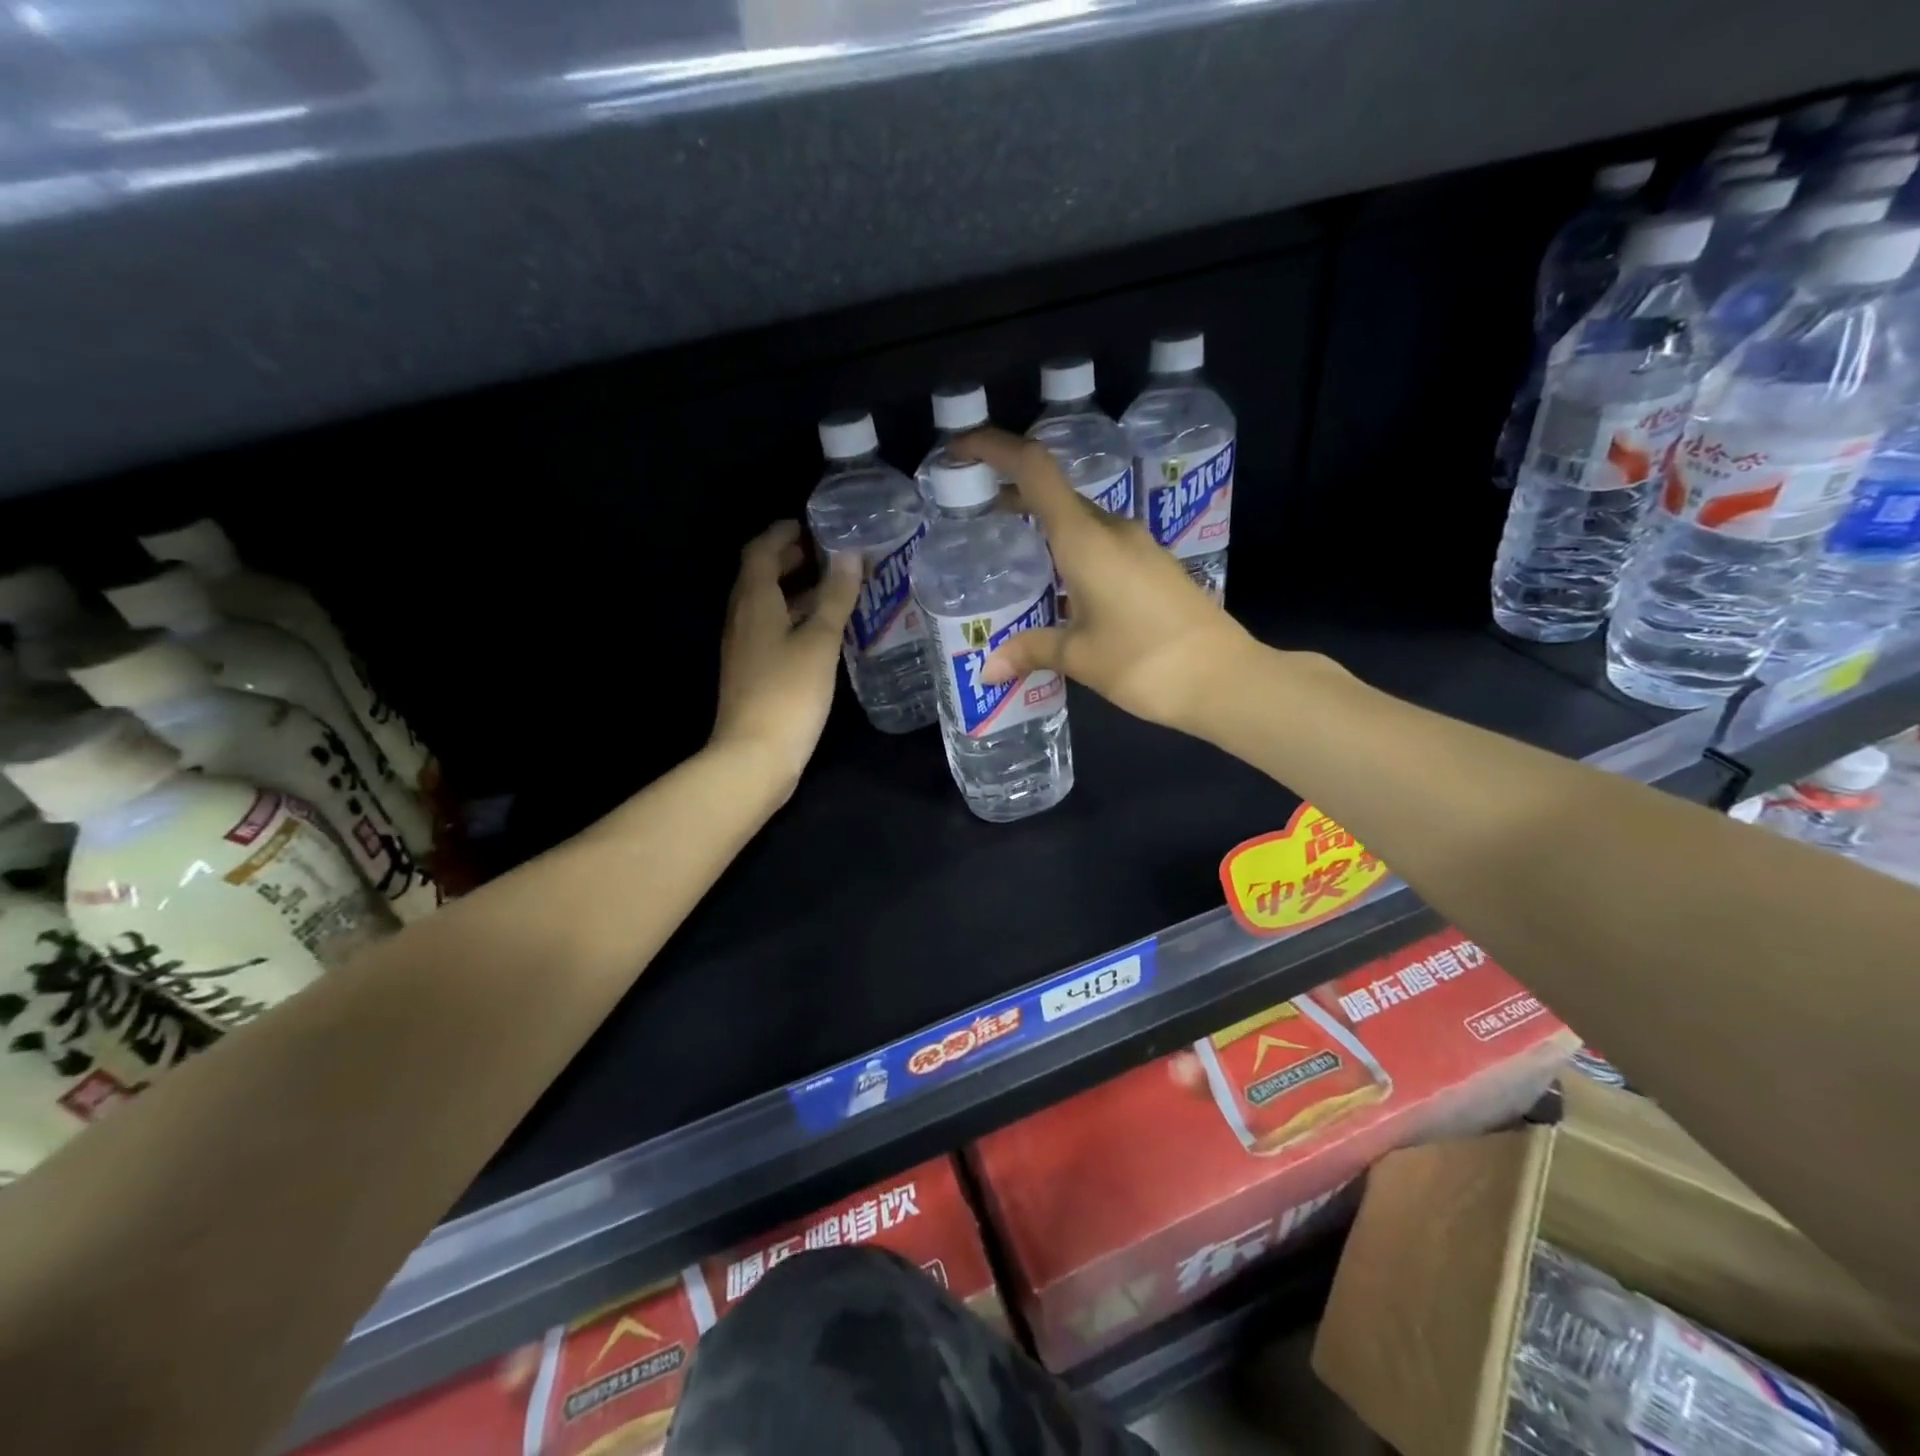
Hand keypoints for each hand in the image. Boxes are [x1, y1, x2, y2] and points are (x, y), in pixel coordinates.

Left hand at [710, 521, 861, 794]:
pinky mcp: (753, 672)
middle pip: (761, 577)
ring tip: (833, 588)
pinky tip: (822, 631)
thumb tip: (849, 554)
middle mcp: (742, 618)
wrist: (754, 755)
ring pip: (768, 606)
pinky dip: (794, 619)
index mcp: (754, 602)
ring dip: (795, 591)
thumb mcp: (820, 641)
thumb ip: (835, 596)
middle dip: (790, 560)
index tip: (810, 525)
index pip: (760, 552)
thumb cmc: (789, 692)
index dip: (782, 534)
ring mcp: (745, 647)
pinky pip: (772, 630)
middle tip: (827, 553)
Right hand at [953, 429, 1255, 735]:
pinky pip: (1101, 542)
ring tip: (1009, 546)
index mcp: (1086, 539)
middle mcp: (1112, 530)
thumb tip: (988, 669)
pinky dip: (1069, 546)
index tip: (960, 449)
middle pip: (1055, 492)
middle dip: (1012, 491)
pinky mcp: (1153, 565)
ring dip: (1042, 521)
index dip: (995, 448)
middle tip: (973, 509)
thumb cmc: (1144, 662)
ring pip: (1079, 519)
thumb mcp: (1079, 656)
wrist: (1224, 679)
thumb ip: (1030, 651)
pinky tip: (1059, 581)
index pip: (1035, 470)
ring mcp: (1138, 545)